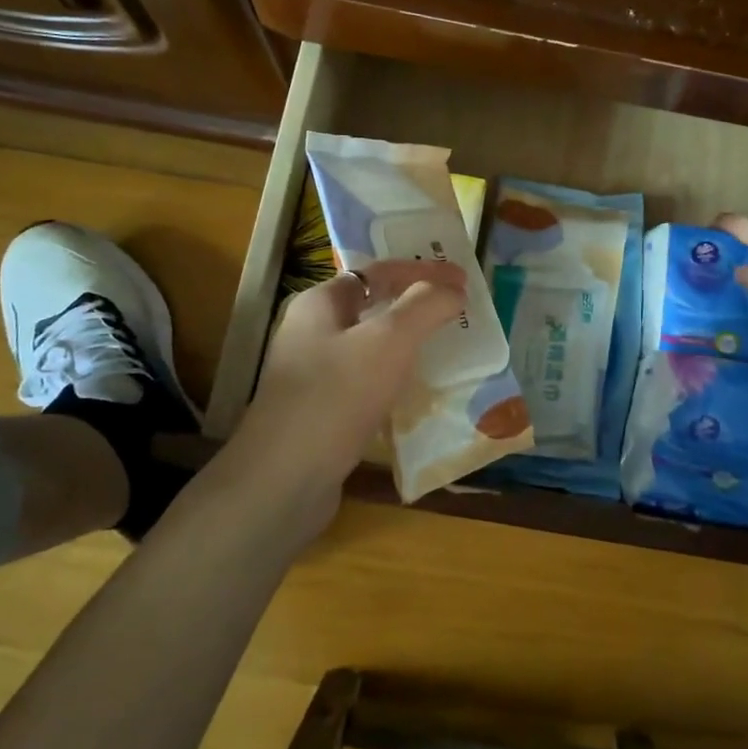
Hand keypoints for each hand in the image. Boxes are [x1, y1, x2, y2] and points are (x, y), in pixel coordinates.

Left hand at [234, 260, 467, 534]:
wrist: (284, 479)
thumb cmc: (337, 396)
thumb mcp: (389, 341)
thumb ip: (424, 307)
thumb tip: (452, 289)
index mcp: (320, 303)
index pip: (377, 271)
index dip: (422, 270)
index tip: (463, 279)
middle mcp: (311, 332)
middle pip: (372, 306)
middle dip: (416, 306)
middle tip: (457, 313)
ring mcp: (312, 374)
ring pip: (369, 346)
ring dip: (406, 344)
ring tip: (444, 350)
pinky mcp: (320, 412)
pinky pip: (365, 382)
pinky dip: (393, 379)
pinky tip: (415, 394)